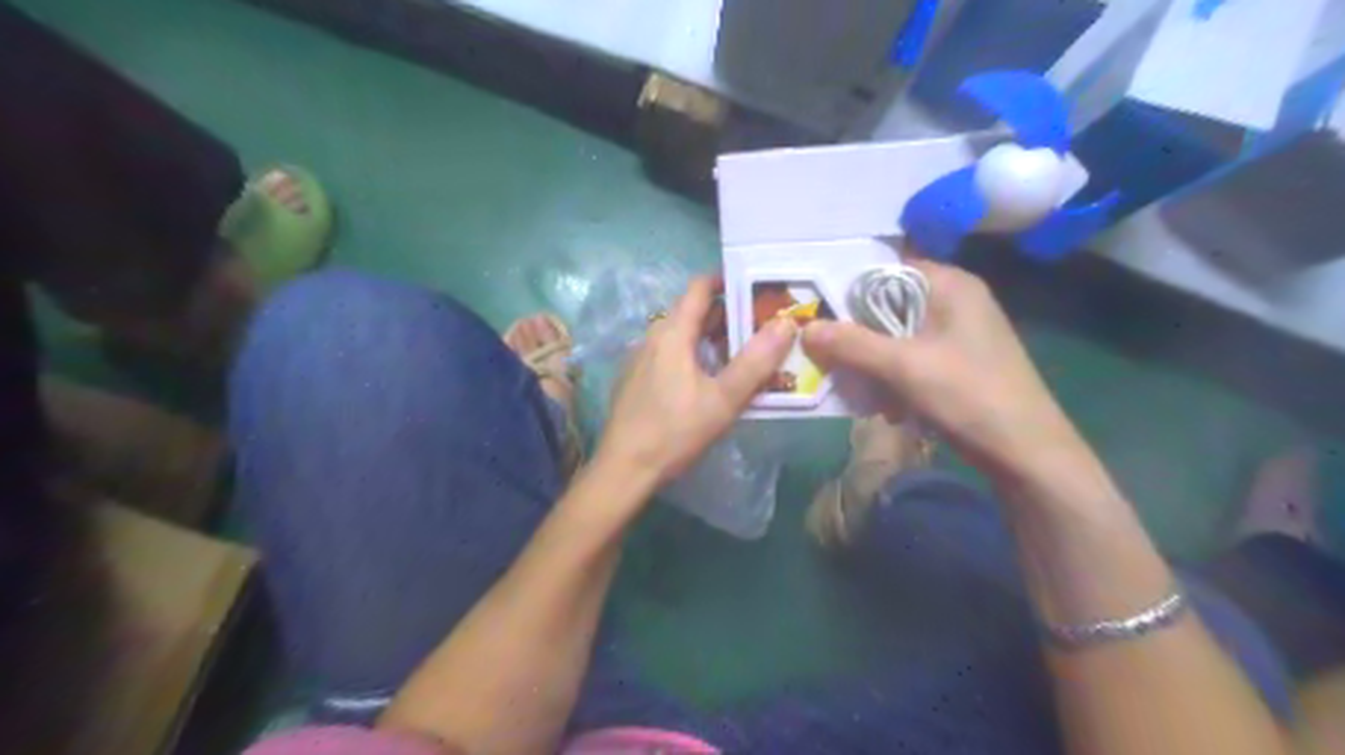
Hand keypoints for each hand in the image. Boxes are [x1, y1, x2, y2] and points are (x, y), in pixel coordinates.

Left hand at [593, 280, 790, 486]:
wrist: (624, 469)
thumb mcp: (723, 400)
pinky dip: (695, 354)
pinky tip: (712, 378)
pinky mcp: (637, 379)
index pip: (700, 287)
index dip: (729, 280)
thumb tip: (786, 323)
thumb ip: (756, 362)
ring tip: (745, 350)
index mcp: (672, 333)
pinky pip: (671, 354)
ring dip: (712, 337)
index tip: (759, 288)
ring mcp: (642, 358)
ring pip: (682, 335)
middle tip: (763, 323)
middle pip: (692, 311)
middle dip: (728, 313)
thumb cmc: (674, 432)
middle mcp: (653, 337)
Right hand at [797, 259, 1091, 482]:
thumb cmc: (969, 395)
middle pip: (887, 306)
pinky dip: (894, 378)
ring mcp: (958, 333)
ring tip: (864, 393)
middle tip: (834, 361)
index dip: (848, 291)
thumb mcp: (904, 366)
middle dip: (859, 337)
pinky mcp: (957, 362)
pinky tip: (890, 407)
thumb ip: (852, 344)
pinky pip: (911, 359)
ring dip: (874, 364)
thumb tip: (806, 328)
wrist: (1026, 452)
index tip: (817, 316)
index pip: (884, 270)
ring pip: (896, 337)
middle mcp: (955, 300)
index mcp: (949, 285)